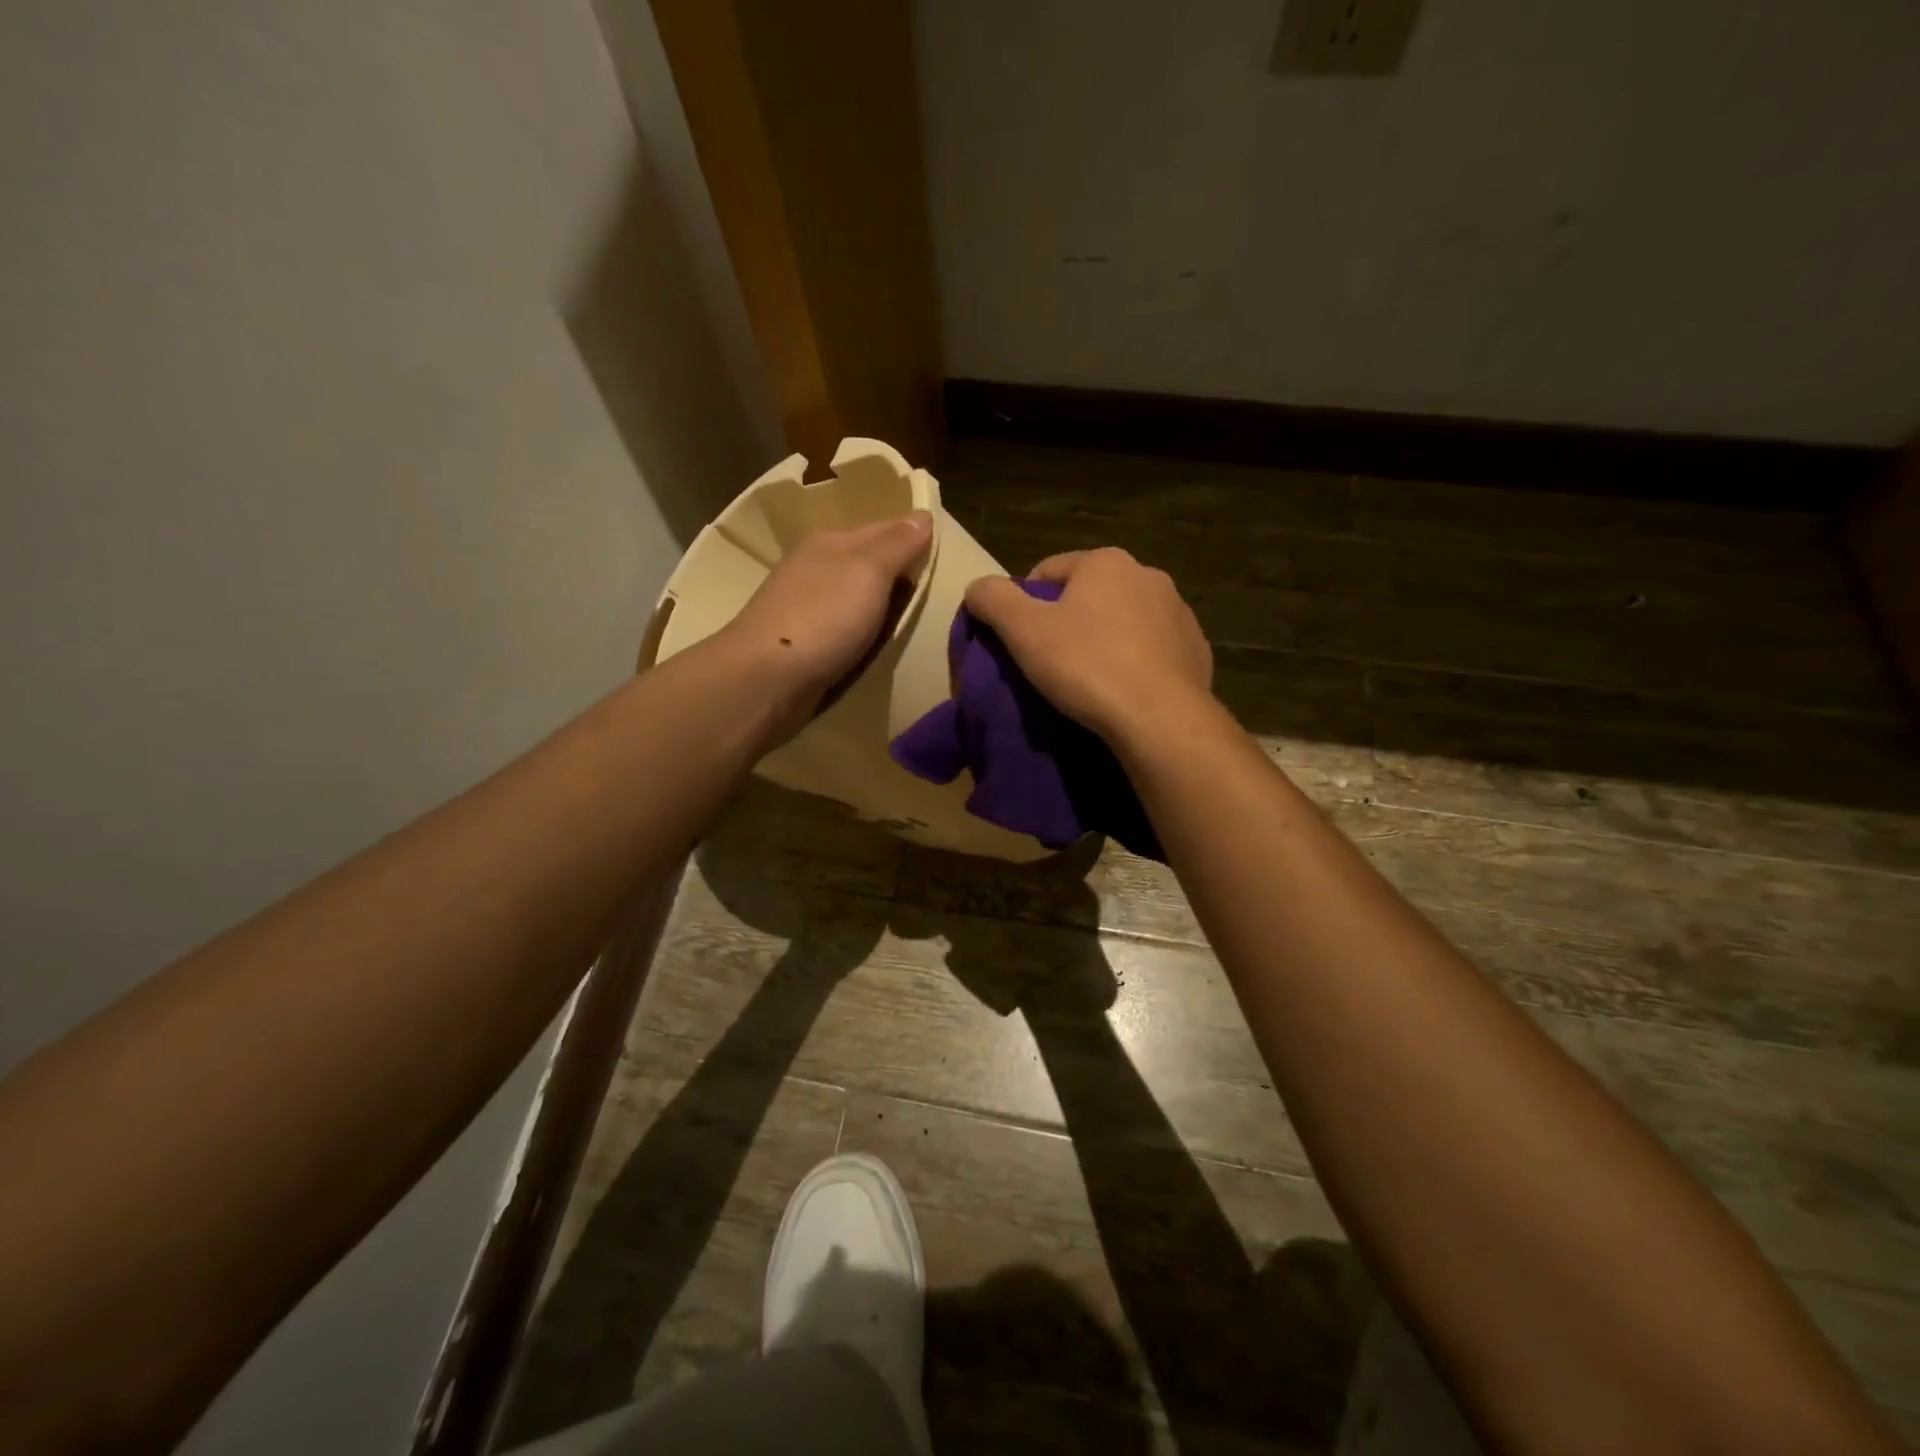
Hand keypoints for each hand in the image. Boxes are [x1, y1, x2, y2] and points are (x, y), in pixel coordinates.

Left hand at [715, 511, 932, 738]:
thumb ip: (897, 544)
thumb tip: (923, 515)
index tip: (947, 557)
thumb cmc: (822, 618)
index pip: (884, 528)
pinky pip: (845, 630)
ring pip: (856, 599)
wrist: (765, 680)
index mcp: (829, 542)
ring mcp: (805, 607)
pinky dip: (864, 635)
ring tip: (916, 623)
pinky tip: (878, 646)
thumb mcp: (868, 571)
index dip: (915, 538)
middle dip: (899, 576)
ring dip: (882, 609)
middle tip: (940, 595)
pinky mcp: (802, 644)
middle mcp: (815, 568)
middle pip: (869, 565)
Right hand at [964, 547, 1213, 747]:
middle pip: (1089, 595)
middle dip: (1069, 622)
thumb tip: (977, 587)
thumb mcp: (1023, 630)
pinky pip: (1152, 650)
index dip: (1025, 604)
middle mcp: (1148, 576)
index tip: (1020, 642)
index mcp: (1106, 562)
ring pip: (1124, 621)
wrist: (1159, 718)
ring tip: (1089, 681)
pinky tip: (1124, 691)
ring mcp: (1178, 613)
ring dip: (1104, 640)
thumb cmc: (1086, 666)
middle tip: (1051, 663)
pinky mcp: (1196, 650)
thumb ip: (993, 599)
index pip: (1047, 572)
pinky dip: (1136, 663)